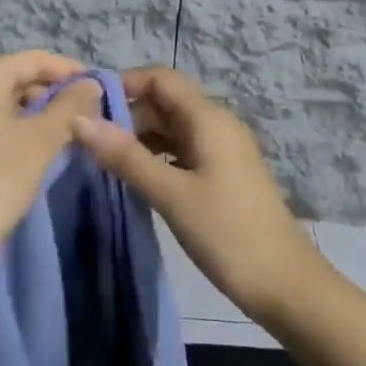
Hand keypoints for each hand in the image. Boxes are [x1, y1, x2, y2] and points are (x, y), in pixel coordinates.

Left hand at [0, 51, 102, 291]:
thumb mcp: (40, 140)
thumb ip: (70, 106)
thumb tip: (92, 83)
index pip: (34, 59)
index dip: (71, 71)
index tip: (104, 90)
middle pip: (20, 79)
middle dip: (57, 95)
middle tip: (94, 117)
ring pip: (10, 105)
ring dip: (43, 116)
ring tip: (77, 135)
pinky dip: (23, 133)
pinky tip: (47, 152)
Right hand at [73, 65, 324, 322]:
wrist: (287, 287)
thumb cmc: (228, 234)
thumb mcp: (170, 194)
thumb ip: (124, 155)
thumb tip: (78, 119)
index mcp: (208, 118)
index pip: (159, 78)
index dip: (123, 83)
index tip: (84, 104)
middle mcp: (216, 125)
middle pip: (164, 102)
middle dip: (126, 114)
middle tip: (85, 139)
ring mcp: (221, 151)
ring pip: (171, 129)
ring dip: (138, 138)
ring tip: (101, 160)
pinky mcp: (222, 175)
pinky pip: (182, 151)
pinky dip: (156, 157)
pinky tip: (134, 178)